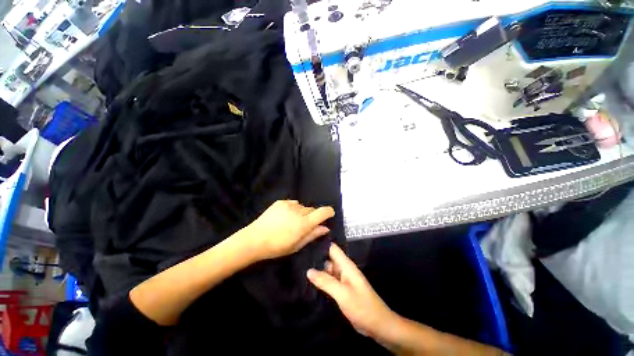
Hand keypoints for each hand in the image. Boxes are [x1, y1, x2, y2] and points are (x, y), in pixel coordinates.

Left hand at [244, 200, 334, 260]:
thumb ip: (313, 235)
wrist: (255, 239)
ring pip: (302, 207)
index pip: (323, 212)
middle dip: (312, 217)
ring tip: (291, 222)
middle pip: (312, 210)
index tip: (329, 214)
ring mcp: (289, 205)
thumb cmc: (277, 246)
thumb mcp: (297, 245)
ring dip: (301, 213)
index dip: (329, 211)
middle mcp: (299, 211)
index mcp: (304, 223)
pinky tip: (284, 217)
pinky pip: (293, 203)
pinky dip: (293, 209)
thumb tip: (325, 228)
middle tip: (303, 226)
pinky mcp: (281, 202)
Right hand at [307, 243, 397, 339]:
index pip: (332, 248)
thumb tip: (308, 270)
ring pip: (327, 270)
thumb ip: (326, 281)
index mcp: (346, 265)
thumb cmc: (362, 307)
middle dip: (315, 259)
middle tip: (298, 259)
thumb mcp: (343, 294)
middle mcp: (344, 269)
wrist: (378, 326)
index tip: (305, 243)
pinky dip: (321, 281)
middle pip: (328, 258)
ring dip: (316, 271)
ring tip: (299, 269)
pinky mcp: (341, 289)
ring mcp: (343, 280)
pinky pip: (329, 281)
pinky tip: (308, 283)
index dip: (320, 244)